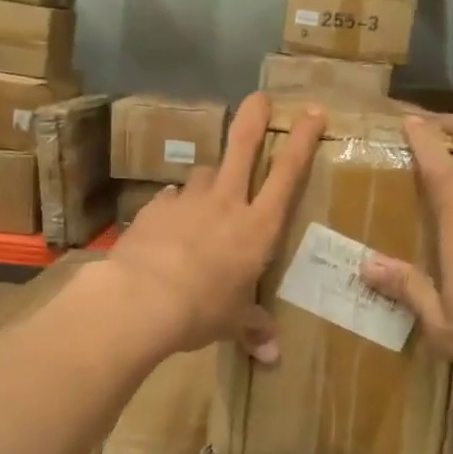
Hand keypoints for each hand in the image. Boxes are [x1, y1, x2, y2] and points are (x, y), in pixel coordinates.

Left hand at [107, 93, 325, 359]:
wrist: (141, 299)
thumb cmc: (201, 310)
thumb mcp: (231, 321)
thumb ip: (253, 329)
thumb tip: (272, 356)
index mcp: (256, 227)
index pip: (287, 175)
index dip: (302, 140)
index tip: (311, 111)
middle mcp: (225, 203)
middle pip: (242, 147)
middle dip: (253, 118)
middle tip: (258, 97)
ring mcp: (186, 200)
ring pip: (204, 173)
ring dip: (210, 179)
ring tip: (208, 196)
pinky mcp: (153, 207)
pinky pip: (170, 198)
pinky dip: (174, 205)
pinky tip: (169, 221)